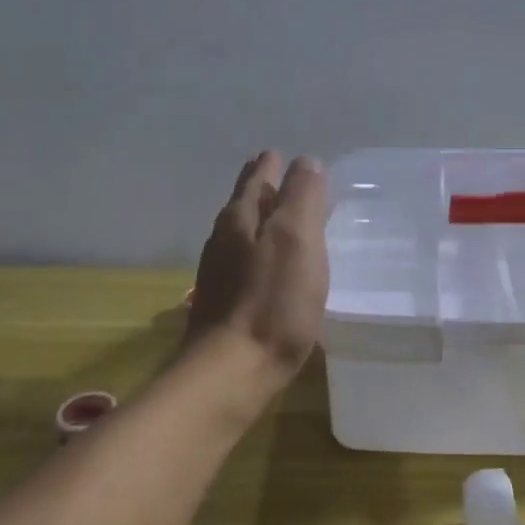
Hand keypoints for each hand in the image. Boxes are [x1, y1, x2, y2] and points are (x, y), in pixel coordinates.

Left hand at [186, 151, 329, 382]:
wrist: (233, 370)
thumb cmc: (273, 300)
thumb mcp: (297, 238)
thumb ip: (302, 196)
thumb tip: (305, 161)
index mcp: (241, 218)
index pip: (257, 179)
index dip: (270, 166)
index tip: (278, 154)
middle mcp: (223, 240)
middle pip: (243, 203)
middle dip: (259, 188)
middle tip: (273, 174)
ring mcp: (219, 273)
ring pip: (240, 233)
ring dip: (258, 220)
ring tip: (277, 217)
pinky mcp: (224, 304)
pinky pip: (243, 263)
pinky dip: (258, 252)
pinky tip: (268, 266)